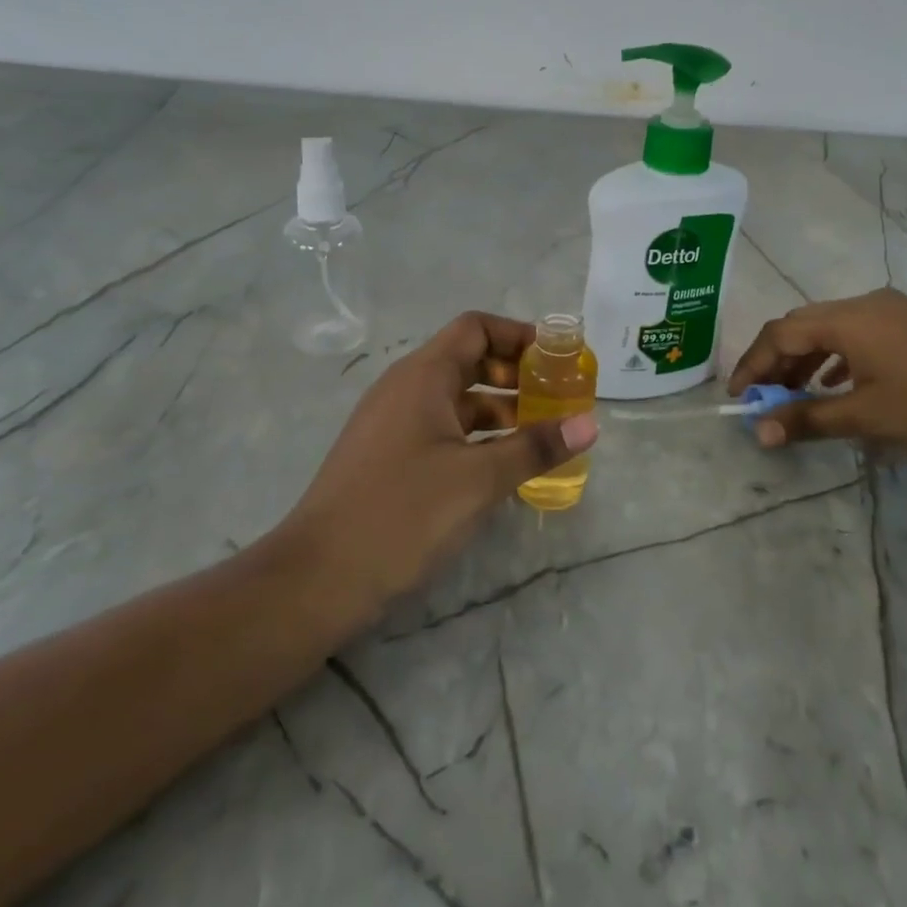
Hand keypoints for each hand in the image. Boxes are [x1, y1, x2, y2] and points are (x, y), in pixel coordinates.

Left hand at [278, 312, 597, 614]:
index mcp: (423, 376)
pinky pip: (440, 428)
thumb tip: (589, 424)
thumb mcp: (478, 480)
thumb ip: (535, 447)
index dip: (518, 335)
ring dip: (497, 409)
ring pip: (454, 399)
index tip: (556, 360)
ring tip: (538, 435)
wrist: (317, 578)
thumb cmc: (402, 513)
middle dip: (514, 374)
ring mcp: (392, 423)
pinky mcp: (387, 457)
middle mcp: (405, 389)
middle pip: (467, 360)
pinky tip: (500, 466)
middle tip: (555, 398)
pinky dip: (475, 436)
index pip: (475, 328)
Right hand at [727, 288, 906, 461]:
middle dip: (776, 361)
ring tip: (793, 394)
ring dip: (804, 359)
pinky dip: (834, 357)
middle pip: (802, 324)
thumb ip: (807, 418)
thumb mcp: (866, 417)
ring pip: (829, 328)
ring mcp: (892, 311)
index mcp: (849, 319)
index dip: (753, 363)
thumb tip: (759, 432)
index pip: (781, 333)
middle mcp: (865, 304)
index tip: (736, 397)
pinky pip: (856, 334)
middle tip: (761, 398)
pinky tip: (835, 385)